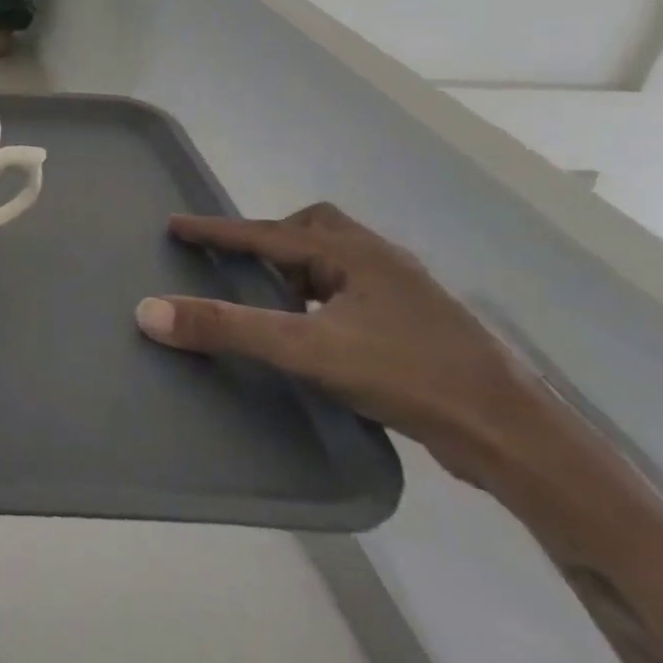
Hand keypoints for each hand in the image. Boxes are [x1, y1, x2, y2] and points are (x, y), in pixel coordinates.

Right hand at [135, 202, 551, 486]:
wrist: (515, 436)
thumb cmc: (408, 376)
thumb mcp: (306, 350)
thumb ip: (227, 329)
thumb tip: (148, 311)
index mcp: (354, 254)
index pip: (267, 232)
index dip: (217, 230)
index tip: (175, 225)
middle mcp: (381, 262)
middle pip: (314, 229)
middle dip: (271, 239)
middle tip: (239, 263)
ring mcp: (407, 294)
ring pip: (339, 261)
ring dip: (299, 269)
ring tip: (273, 298)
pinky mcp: (419, 327)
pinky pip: (355, 291)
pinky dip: (324, 296)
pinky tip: (318, 330)